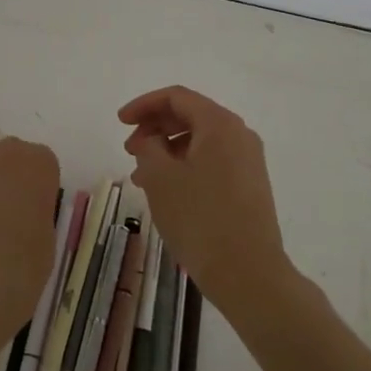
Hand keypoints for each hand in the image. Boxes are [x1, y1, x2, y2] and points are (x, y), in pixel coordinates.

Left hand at [0, 137, 59, 365]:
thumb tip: (24, 209)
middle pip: (11, 156)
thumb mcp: (48, 229)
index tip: (32, 207)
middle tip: (6, 209)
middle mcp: (9, 149)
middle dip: (9, 176)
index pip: (42, 163)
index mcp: (42, 162)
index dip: (36, 186)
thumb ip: (37, 207)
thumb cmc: (28, 257)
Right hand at [119, 86, 288, 314]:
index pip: (177, 97)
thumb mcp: (160, 178)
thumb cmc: (200, 218)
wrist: (249, 273)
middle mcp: (239, 135)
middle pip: (190, 116)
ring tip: (141, 178)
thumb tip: (151, 140)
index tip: (120, 122)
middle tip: (128, 149)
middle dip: (155, 128)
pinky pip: (212, 162)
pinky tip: (167, 191)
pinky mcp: (250, 186)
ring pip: (200, 142)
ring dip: (168, 151)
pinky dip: (185, 167)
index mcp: (220, 124)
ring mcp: (249, 161)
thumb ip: (148, 147)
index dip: (144, 105)